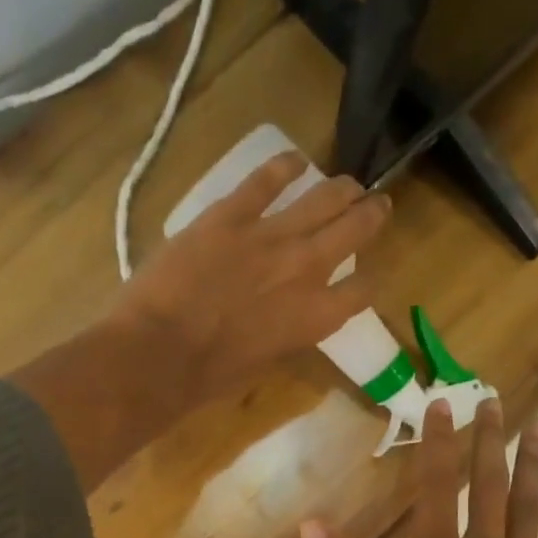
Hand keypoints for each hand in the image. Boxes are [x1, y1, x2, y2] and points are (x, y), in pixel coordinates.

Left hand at [112, 151, 390, 408]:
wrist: (161, 351)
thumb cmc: (212, 375)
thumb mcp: (266, 362)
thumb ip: (288, 333)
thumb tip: (288, 318)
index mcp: (317, 317)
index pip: (363, 290)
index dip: (368, 281)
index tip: (364, 275)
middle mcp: (307, 269)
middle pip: (355, 230)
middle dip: (371, 215)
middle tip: (376, 205)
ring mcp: (271, 236)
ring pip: (323, 199)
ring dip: (342, 189)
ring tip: (350, 183)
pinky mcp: (232, 214)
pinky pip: (266, 180)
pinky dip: (285, 167)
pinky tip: (296, 161)